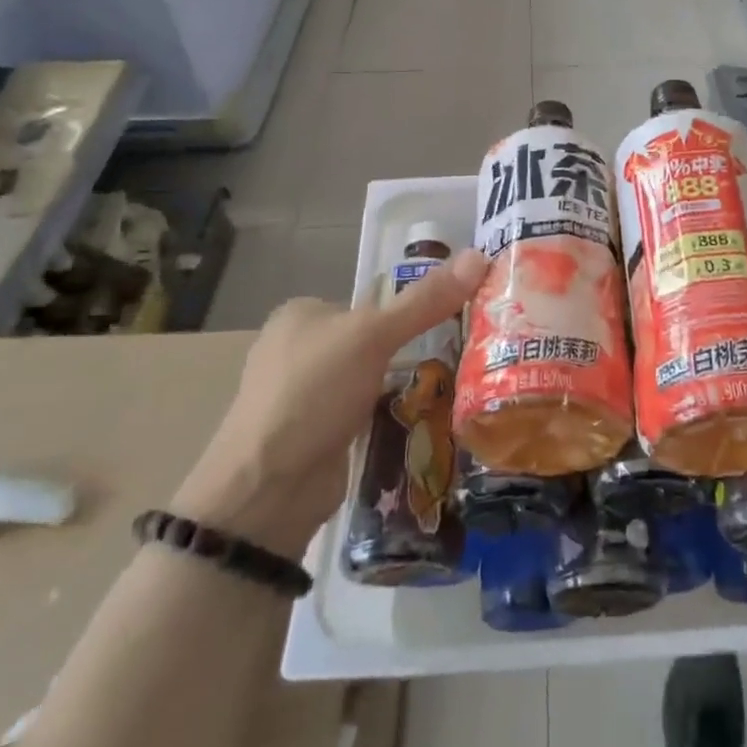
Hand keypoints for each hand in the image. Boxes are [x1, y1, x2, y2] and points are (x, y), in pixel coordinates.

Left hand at [174, 248, 490, 556]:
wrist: (267, 491)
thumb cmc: (313, 393)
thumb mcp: (373, 335)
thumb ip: (425, 300)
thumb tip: (479, 255)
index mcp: (301, 313)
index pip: (371, 300)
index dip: (413, 307)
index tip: (457, 318)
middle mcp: (298, 349)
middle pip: (373, 339)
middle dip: (411, 350)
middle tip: (462, 355)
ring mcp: (304, 395)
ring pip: (370, 378)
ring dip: (402, 386)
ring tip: (454, 387)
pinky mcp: (314, 435)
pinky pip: (364, 413)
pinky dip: (388, 415)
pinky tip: (422, 420)